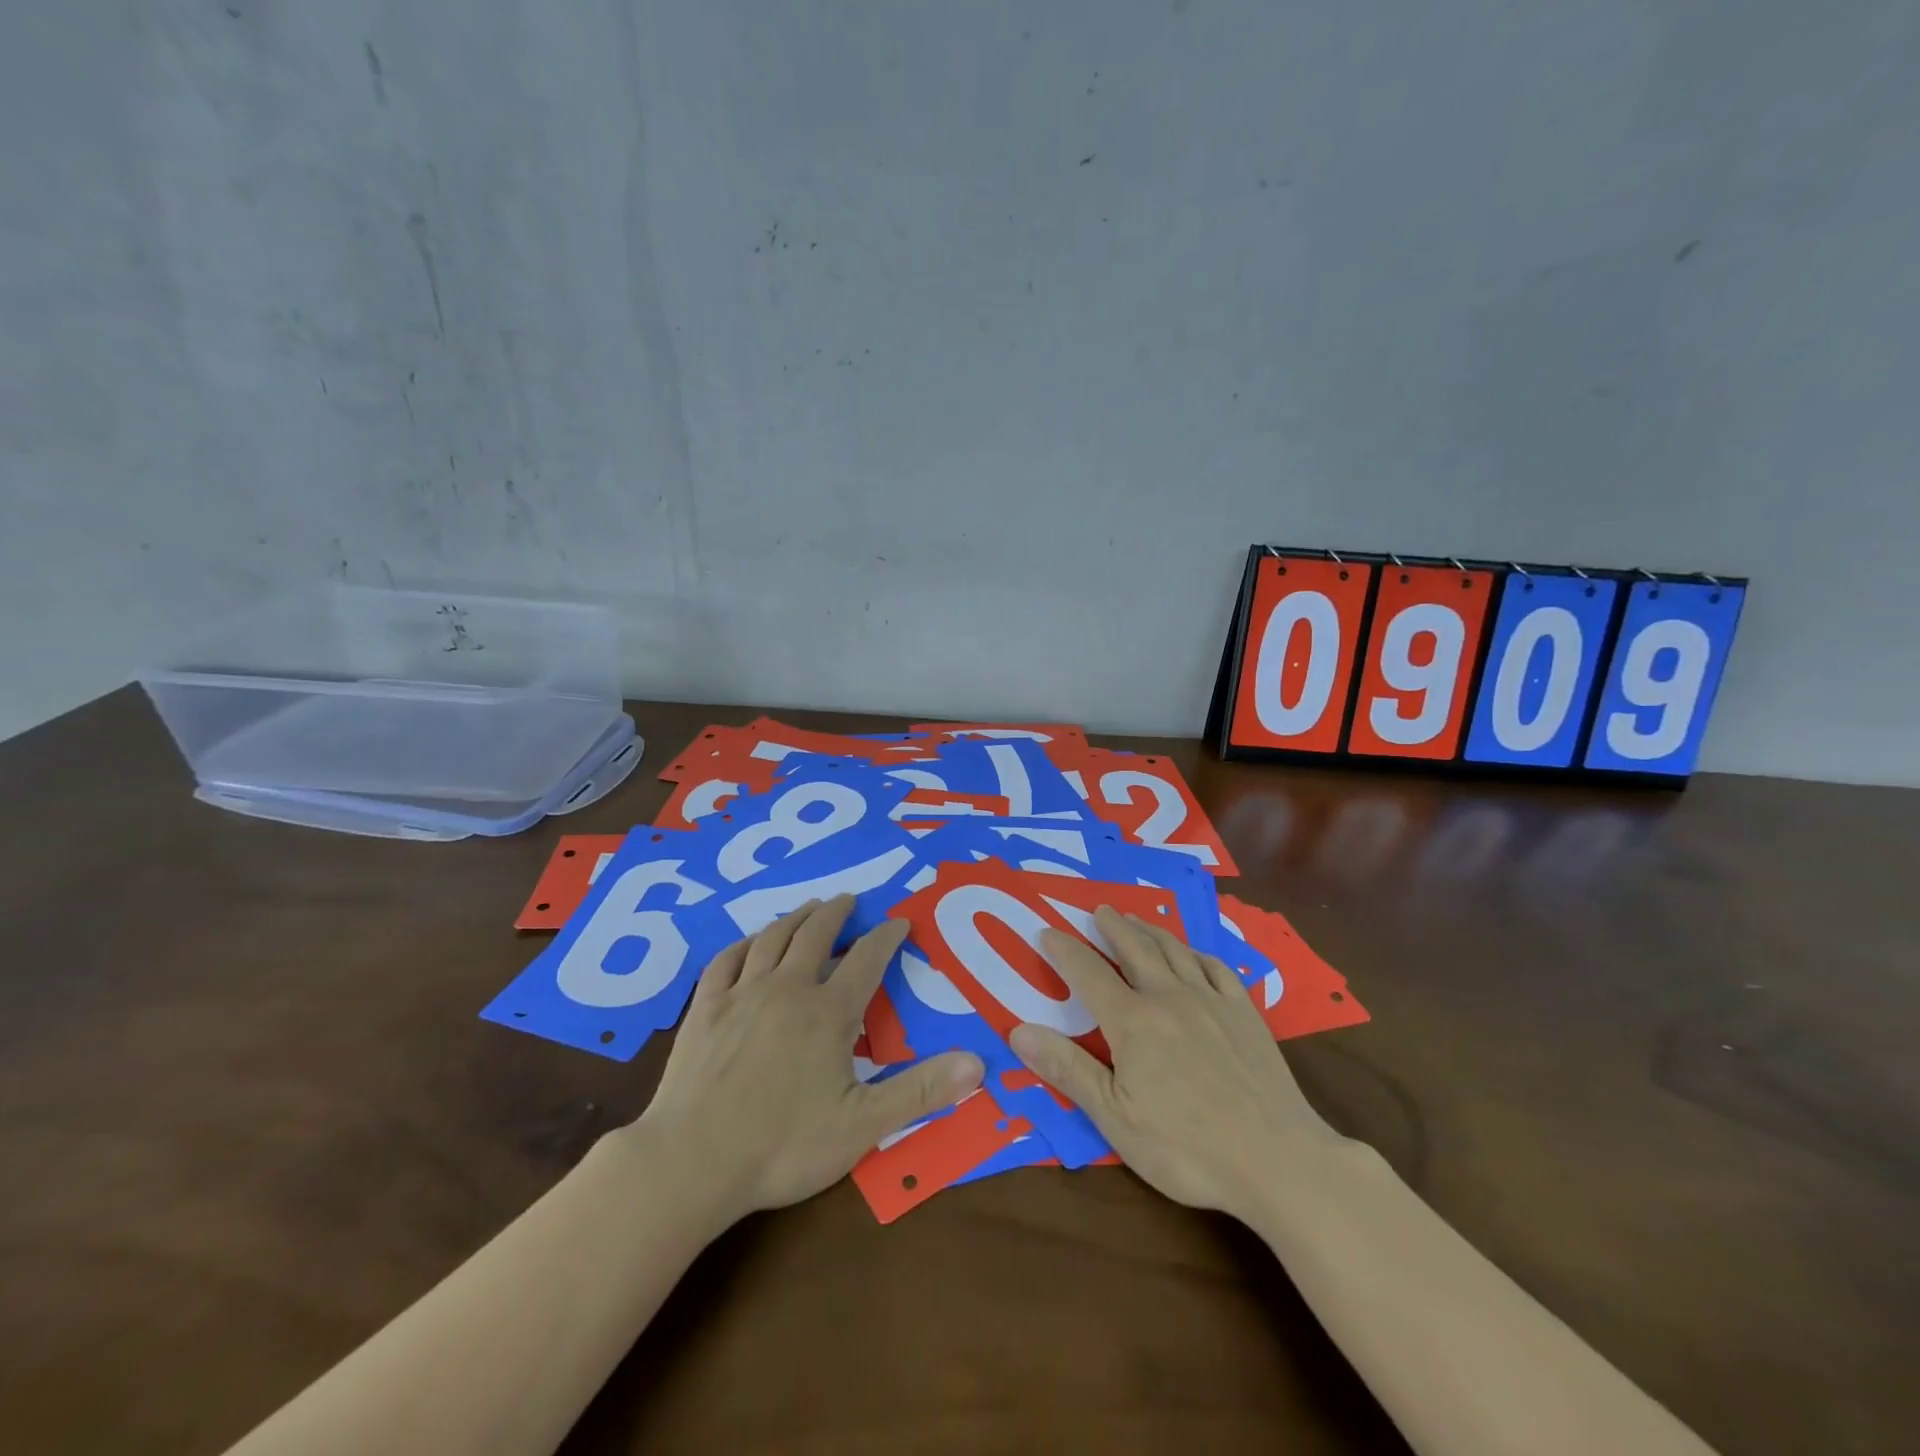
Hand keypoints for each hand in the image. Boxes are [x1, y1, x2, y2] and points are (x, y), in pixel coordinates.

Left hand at [636, 895, 984, 1221]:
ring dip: (794, 918)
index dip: (887, 937)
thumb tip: (978, 1064)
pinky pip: (725, 961)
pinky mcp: (704, 1010)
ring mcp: (741, 995)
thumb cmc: (783, 1146)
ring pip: (772, 939)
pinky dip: (742, 944)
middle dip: (837, 913)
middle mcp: (787, 989)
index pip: (867, 959)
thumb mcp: (862, 1125)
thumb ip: (920, 1092)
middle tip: (849, 900)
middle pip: (816, 934)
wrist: (691, 1163)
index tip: (900, 921)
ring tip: (808, 908)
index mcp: (828, 1012)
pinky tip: (748, 943)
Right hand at [1009, 906, 1348, 1220]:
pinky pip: (1216, 968)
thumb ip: (1067, 1069)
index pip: (1088, 974)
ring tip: (1136, 919)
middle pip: (1134, 950)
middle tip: (1099, 909)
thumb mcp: (1114, 1117)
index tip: (1046, 931)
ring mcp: (1212, 1001)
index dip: (1064, 951)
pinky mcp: (1246, 1014)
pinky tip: (1194, 954)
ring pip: (1174, 951)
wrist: (1278, 1160)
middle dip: (1113, 927)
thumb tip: (1018, 1030)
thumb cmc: (1187, 1148)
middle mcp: (1169, 998)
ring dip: (1151, 931)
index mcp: (1132, 1022)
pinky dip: (1197, 953)